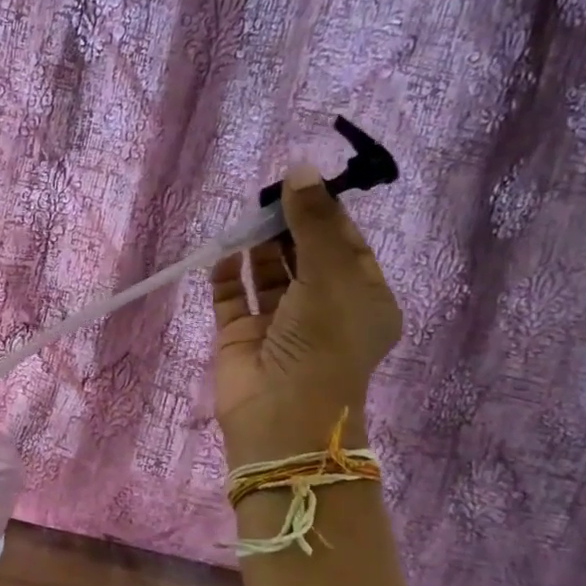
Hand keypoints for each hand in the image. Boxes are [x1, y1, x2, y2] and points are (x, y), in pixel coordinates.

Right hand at [210, 164, 401, 465]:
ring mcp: (278, 324)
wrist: (283, 416)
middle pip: (303, 255)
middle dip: (287, 225)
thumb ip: (313, 223)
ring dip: (257, 246)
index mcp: (361, 298)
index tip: (300, 181)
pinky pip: (233, 297)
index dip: (324, 212)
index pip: (345, 244)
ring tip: (245, 216)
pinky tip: (224, 252)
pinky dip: (228, 274)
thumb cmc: (323, 343)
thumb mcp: (330, 275)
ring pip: (267, 274)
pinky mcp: (241, 336)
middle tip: (266, 195)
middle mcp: (322, 309)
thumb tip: (298, 168)